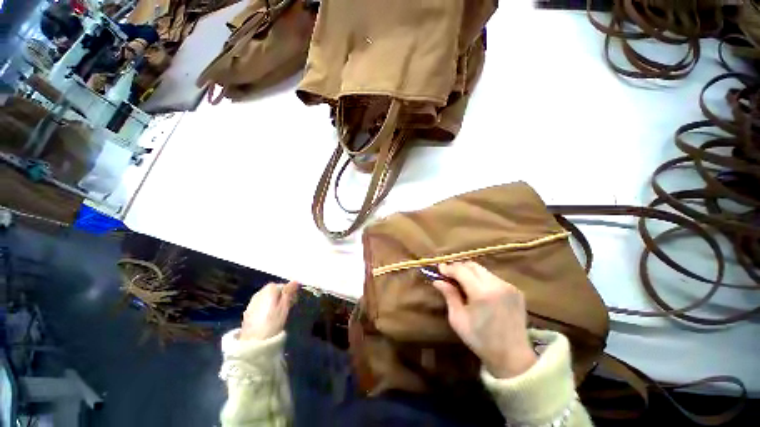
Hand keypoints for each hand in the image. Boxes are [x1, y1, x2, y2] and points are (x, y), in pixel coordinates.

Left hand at [240, 281, 298, 340]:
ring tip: (278, 316)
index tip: (294, 304)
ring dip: (272, 303)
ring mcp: (253, 301)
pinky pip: (260, 305)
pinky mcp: (248, 310)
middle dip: (281, 298)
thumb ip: (289, 294)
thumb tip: (296, 281)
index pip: (283, 286)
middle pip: (273, 291)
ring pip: (266, 298)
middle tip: (287, 310)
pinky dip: (265, 309)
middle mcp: (259, 291)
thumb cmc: (272, 324)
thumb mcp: (284, 309)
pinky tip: (267, 319)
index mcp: (269, 289)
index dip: (290, 294)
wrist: (253, 339)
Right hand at [433, 262, 535, 378]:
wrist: (510, 353)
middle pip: (476, 267)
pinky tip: (482, 295)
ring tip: (464, 285)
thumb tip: (438, 280)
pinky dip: (486, 283)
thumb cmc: (480, 340)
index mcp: (482, 292)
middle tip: (449, 275)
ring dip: (474, 275)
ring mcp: (510, 286)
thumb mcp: (458, 321)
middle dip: (461, 268)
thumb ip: (450, 297)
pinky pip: (498, 281)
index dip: (449, 268)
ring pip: (487, 273)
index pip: (462, 270)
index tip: (439, 269)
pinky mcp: (517, 291)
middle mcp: (498, 284)